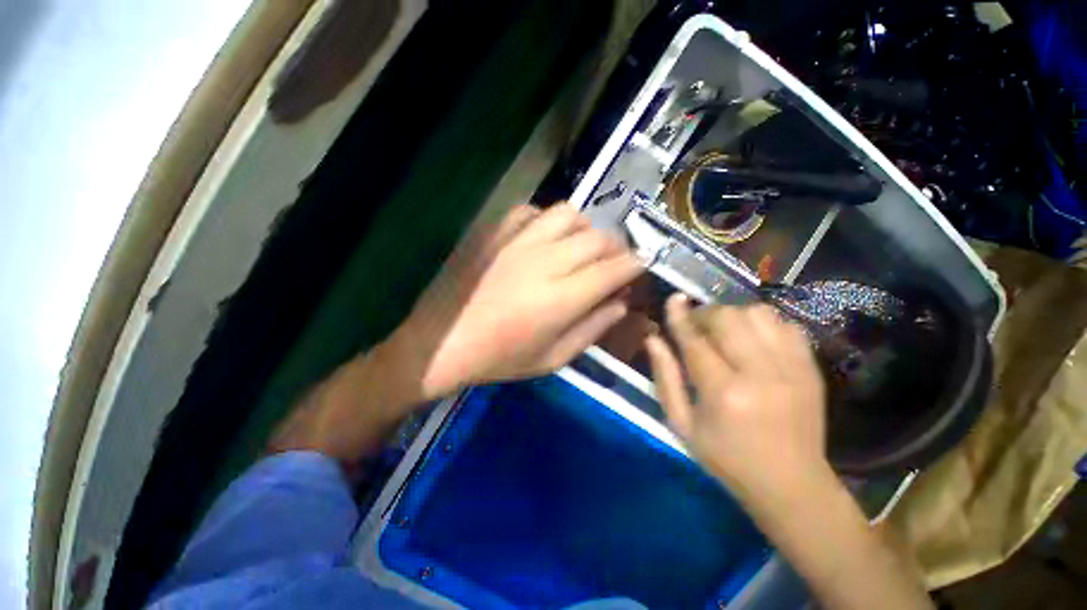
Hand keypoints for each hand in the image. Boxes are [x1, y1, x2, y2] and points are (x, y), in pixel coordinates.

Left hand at [390, 203, 643, 398]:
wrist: (443, 342)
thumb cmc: (500, 358)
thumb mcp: (554, 359)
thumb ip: (593, 328)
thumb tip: (621, 302)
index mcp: (562, 298)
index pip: (615, 268)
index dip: (636, 264)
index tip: (642, 266)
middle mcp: (545, 261)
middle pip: (598, 238)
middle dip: (616, 248)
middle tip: (613, 263)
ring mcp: (517, 241)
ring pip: (569, 214)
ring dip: (585, 229)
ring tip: (581, 247)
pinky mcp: (496, 232)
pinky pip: (533, 211)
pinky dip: (549, 222)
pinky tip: (545, 239)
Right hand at [645, 294, 827, 501]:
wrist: (792, 485)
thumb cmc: (726, 458)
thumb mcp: (681, 424)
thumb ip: (665, 377)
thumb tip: (652, 339)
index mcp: (723, 394)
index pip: (695, 341)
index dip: (680, 317)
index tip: (673, 299)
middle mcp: (760, 374)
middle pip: (728, 318)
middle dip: (705, 313)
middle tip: (696, 326)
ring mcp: (792, 369)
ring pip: (758, 314)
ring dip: (733, 315)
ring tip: (724, 330)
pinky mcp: (811, 368)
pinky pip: (785, 324)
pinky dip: (762, 322)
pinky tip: (751, 337)